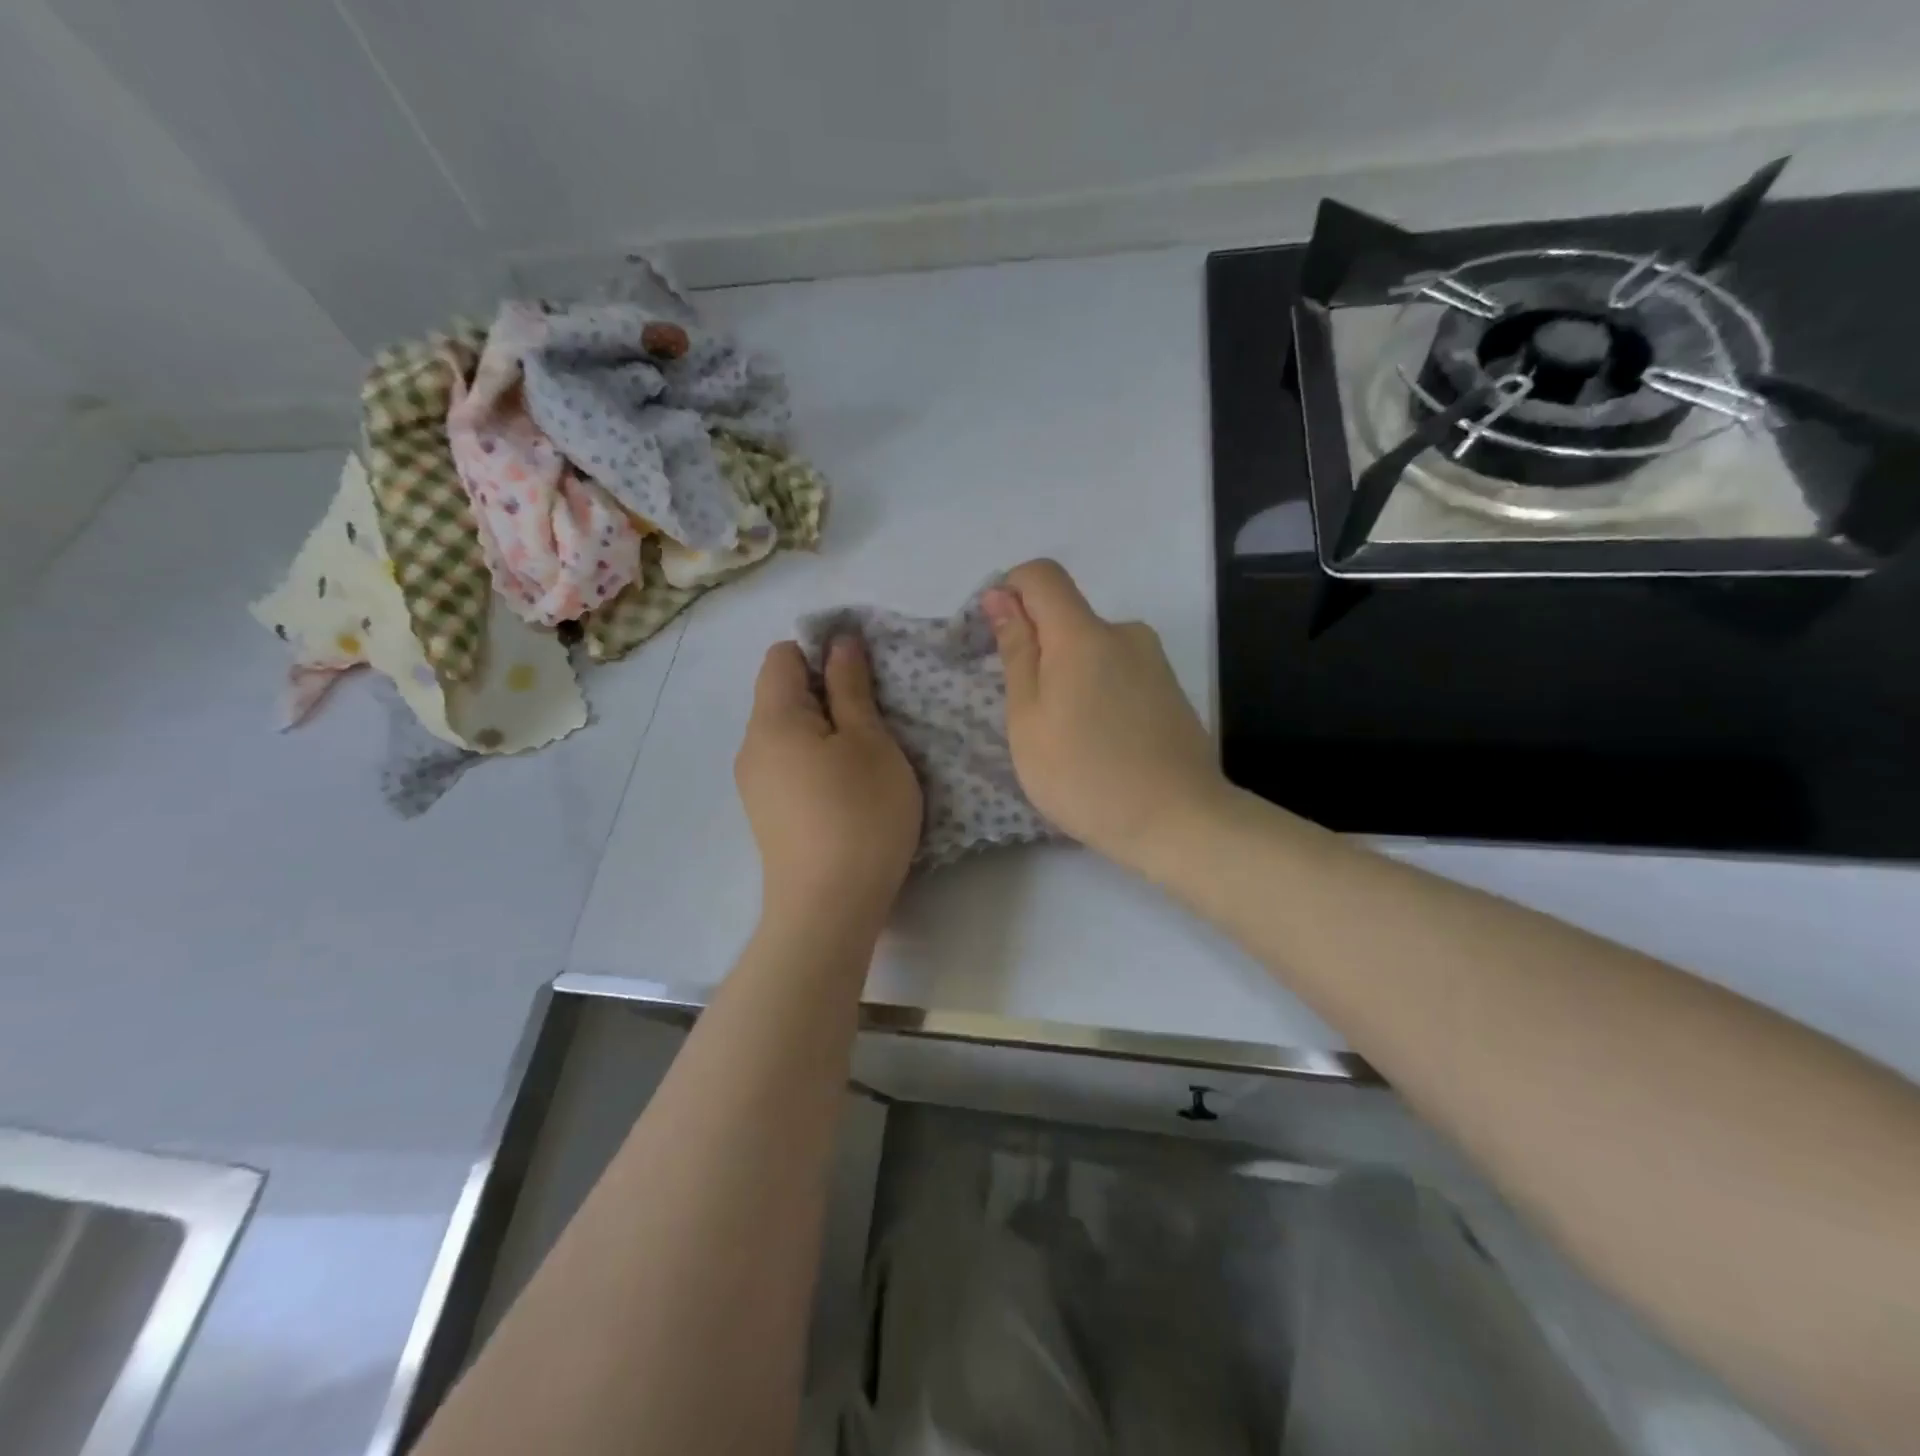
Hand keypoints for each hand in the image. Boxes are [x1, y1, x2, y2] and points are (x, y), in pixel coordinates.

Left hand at [735, 638, 922, 934]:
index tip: (863, 681)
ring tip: (865, 763)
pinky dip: (816, 763)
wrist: (828, 910)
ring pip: (789, 733)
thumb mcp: (870, 742)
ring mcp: (754, 784)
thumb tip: (839, 642)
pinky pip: (788, 766)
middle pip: (783, 694)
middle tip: (874, 724)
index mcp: (772, 718)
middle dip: (828, 695)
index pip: (782, 655)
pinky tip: (845, 794)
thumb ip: (851, 687)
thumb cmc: (860, 815)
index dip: (822, 653)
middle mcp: (751, 746)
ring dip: (826, 732)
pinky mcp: (766, 815)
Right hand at [983, 560, 1227, 874]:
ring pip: (1092, 649)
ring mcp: (1153, 660)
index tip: (999, 639)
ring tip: (1069, 738)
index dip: (1011, 592)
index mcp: (1083, 634)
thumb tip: (1001, 596)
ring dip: (1069, 676)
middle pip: (1067, 616)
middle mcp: (1124, 632)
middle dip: (1039, 650)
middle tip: (1032, 716)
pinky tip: (1102, 742)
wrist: (1179, 821)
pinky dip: (1098, 692)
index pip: (1041, 575)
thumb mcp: (1029, 719)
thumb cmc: (1085, 776)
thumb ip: (1017, 651)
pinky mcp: (1170, 688)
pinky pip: (1119, 671)